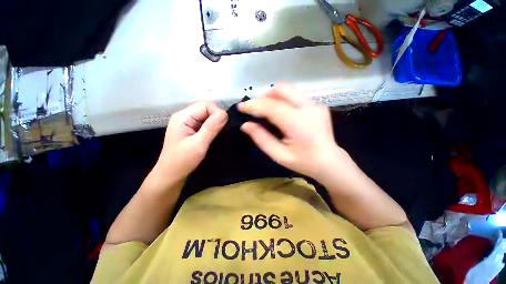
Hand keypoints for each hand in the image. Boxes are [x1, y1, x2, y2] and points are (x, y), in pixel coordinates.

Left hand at [153, 101, 227, 182]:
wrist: (171, 176)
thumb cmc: (182, 161)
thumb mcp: (198, 144)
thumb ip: (211, 128)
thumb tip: (224, 113)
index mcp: (183, 117)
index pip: (206, 105)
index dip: (217, 113)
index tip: (223, 126)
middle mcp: (185, 117)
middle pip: (206, 109)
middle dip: (217, 118)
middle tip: (220, 132)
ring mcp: (188, 124)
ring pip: (207, 116)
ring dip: (215, 124)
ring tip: (218, 135)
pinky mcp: (191, 130)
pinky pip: (205, 124)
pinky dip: (212, 128)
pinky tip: (214, 136)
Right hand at [238, 85, 346, 179]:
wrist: (330, 161)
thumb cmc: (304, 162)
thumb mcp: (279, 155)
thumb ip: (261, 138)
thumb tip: (246, 125)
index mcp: (298, 123)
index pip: (271, 106)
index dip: (253, 105)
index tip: (241, 107)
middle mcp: (308, 108)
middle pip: (281, 89)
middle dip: (264, 96)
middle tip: (256, 109)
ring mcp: (315, 104)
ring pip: (288, 89)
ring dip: (273, 97)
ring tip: (266, 110)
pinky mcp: (317, 104)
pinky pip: (295, 95)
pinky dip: (283, 100)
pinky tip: (280, 112)